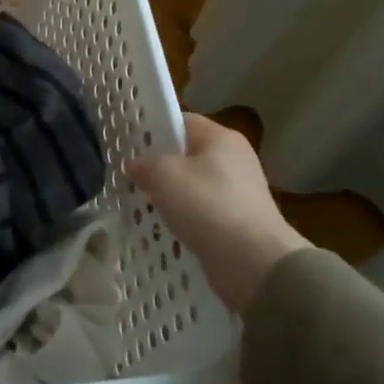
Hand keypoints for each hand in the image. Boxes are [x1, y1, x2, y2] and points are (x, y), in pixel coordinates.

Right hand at [127, 113, 307, 311]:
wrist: (254, 262)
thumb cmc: (208, 205)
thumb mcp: (164, 175)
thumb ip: (145, 164)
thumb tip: (136, 166)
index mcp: (221, 137)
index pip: (182, 121)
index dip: (155, 129)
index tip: (129, 144)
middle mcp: (235, 159)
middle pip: (188, 154)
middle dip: (161, 165)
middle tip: (131, 176)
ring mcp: (240, 192)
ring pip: (194, 185)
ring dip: (172, 195)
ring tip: (143, 204)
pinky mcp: (240, 222)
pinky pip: (204, 212)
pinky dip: (186, 218)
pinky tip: (167, 228)